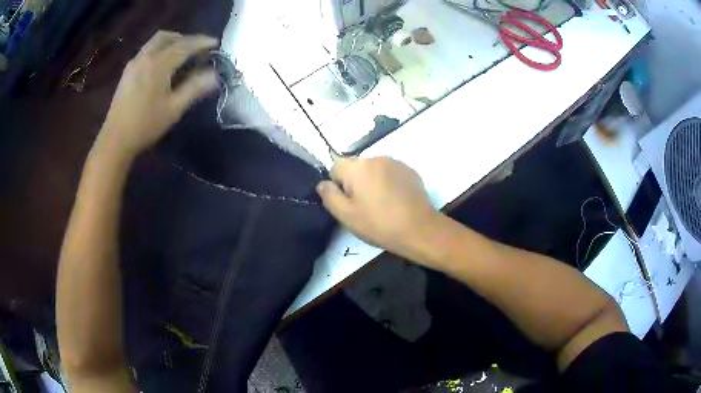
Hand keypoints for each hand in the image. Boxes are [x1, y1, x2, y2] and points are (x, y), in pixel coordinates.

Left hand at [97, 31, 218, 158]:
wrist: (115, 140)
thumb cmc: (145, 125)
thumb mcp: (173, 109)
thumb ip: (194, 88)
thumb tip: (215, 76)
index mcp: (159, 64)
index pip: (185, 45)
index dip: (202, 42)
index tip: (215, 43)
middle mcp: (146, 57)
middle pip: (168, 37)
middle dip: (185, 38)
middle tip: (197, 48)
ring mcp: (134, 63)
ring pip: (155, 41)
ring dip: (171, 41)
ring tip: (181, 53)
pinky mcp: (127, 72)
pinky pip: (146, 50)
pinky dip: (159, 49)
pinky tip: (162, 64)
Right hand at [316, 157, 438, 258]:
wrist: (419, 229)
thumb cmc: (379, 223)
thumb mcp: (346, 215)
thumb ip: (329, 196)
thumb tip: (322, 184)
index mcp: (357, 167)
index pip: (335, 168)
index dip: (338, 186)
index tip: (349, 204)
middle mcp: (375, 157)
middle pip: (356, 168)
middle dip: (356, 183)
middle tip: (365, 207)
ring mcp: (395, 162)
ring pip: (374, 170)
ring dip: (373, 182)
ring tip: (382, 205)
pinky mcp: (410, 171)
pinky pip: (390, 173)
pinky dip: (388, 183)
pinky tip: (396, 201)